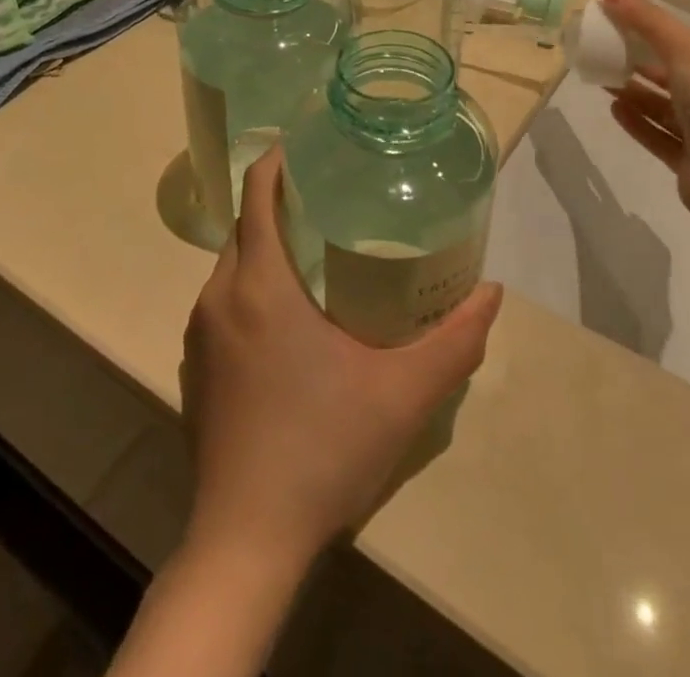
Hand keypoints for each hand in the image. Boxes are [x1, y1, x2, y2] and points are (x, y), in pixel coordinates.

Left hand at [181, 147, 503, 569]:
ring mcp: (200, 337)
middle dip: (282, 205)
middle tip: (335, 201)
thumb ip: (455, 340)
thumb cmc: (324, 449)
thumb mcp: (404, 394)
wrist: (247, 543)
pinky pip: (223, 305)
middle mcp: (219, 298)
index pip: (258, 195)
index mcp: (260, 284)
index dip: (280, 161)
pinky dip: (252, 289)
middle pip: (246, 227)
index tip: (311, 147)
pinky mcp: (195, 371)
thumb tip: (493, 292)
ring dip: (267, 249)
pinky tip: (291, 322)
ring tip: (319, 253)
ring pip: (233, 267)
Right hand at [600, 0, 689, 218]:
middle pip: (678, 77)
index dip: (660, 33)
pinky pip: (659, 137)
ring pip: (666, 108)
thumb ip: (648, 20)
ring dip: (636, 93)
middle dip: (644, 64)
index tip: (625, 25)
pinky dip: (637, 122)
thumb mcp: (685, 49)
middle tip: (608, 50)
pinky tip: (613, 108)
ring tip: (603, 78)